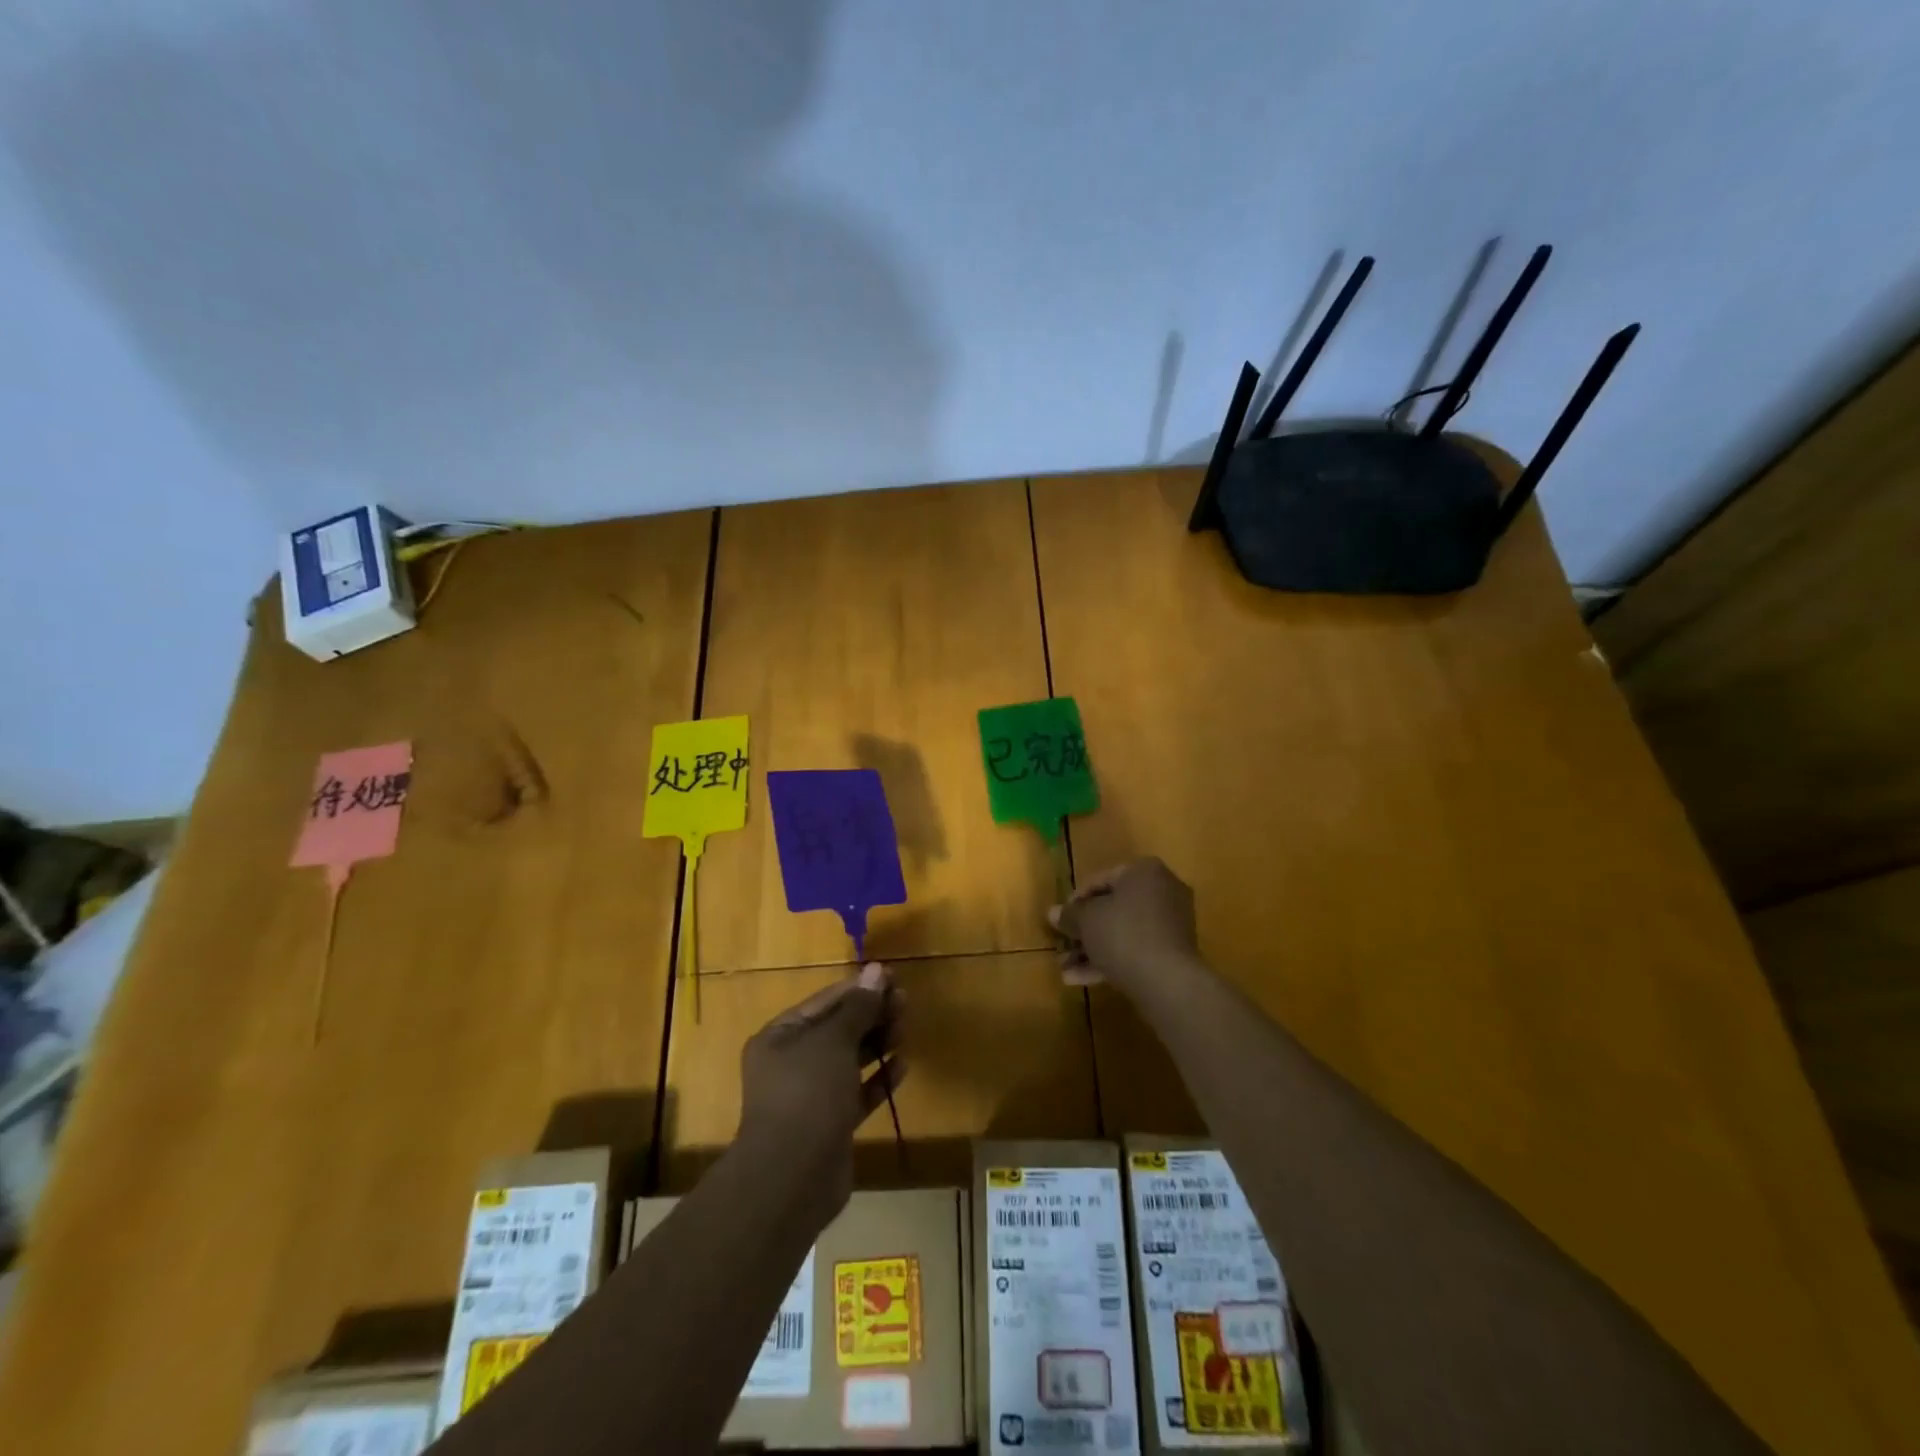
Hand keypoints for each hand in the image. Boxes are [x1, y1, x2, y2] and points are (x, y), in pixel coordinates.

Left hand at [737, 962, 904, 1210]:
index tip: (892, 977)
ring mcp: (810, 1096)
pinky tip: (903, 1065)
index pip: (825, 1001)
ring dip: (877, 1043)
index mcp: (781, 1036)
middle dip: (871, 1014)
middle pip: (838, 1029)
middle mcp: (792, 1062)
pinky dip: (878, 1079)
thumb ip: (858, 1007)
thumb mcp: (834, 1041)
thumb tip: (876, 970)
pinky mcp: (830, 1124)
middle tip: (905, 1001)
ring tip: (906, 1027)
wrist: (792, 1178)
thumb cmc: (808, 1094)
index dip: (859, 988)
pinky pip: (857, 1093)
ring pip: (849, 1059)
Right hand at [1050, 857, 1201, 994]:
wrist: (1166, 981)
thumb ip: (1069, 915)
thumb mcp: (1086, 920)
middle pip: (1113, 908)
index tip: (1060, 919)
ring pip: (1122, 932)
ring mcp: (1171, 924)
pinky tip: (1080, 980)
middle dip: (1084, 930)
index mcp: (1144, 871)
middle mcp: (1163, 891)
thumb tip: (1053, 913)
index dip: (1075, 900)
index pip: (1101, 879)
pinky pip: (1136, 950)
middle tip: (1063, 944)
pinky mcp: (1173, 953)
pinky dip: (1110, 960)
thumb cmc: (1123, 934)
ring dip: (1092, 949)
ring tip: (1065, 969)